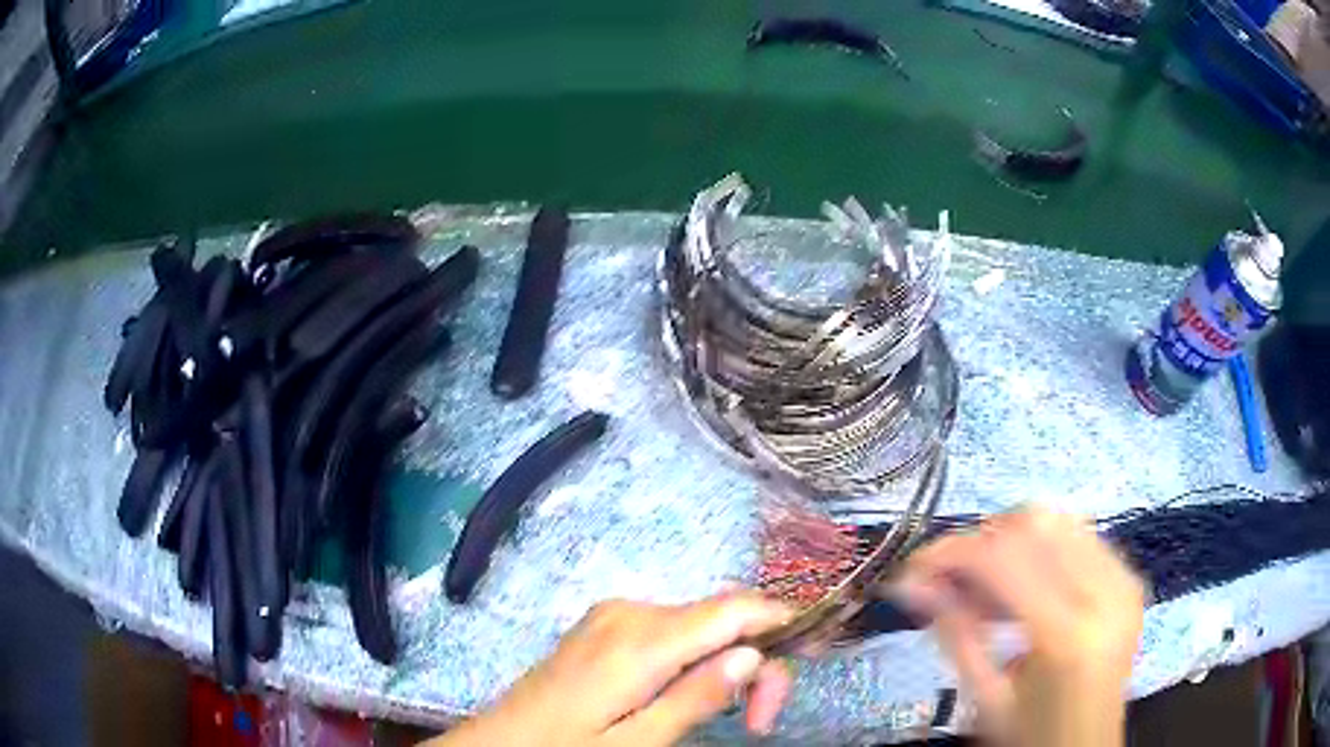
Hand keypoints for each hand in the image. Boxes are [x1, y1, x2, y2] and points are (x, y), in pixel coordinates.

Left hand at [433, 594, 793, 745]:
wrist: (502, 741)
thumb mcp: (638, 742)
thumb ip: (697, 696)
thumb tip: (754, 655)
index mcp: (641, 639)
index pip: (734, 608)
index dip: (782, 624)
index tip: (809, 659)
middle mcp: (632, 611)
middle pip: (723, 616)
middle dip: (753, 659)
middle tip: (756, 720)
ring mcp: (616, 614)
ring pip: (702, 623)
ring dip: (727, 662)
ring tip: (724, 714)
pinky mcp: (607, 625)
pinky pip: (673, 629)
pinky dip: (697, 657)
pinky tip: (688, 694)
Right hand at [896, 506, 1144, 746]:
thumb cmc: (1031, 736)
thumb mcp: (985, 699)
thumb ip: (954, 634)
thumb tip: (911, 583)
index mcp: (1067, 636)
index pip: (1004, 559)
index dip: (952, 552)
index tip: (913, 566)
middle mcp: (1105, 593)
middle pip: (1035, 524)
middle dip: (981, 540)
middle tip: (948, 577)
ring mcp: (1123, 580)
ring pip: (1058, 521)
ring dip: (1011, 541)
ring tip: (984, 584)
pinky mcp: (1129, 578)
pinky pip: (1080, 537)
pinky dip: (1040, 549)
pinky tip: (1022, 585)